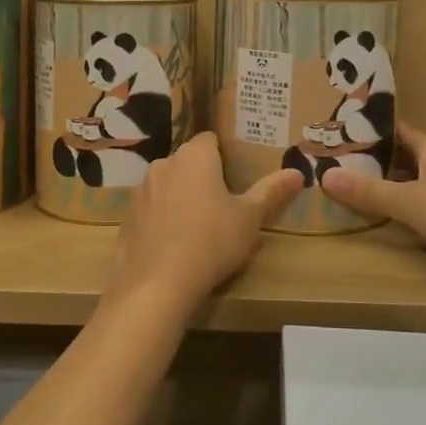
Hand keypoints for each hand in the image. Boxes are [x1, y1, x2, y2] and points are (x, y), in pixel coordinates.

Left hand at [109, 133, 302, 311]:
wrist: (157, 284)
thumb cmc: (211, 242)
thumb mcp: (249, 219)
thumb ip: (272, 192)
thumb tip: (298, 172)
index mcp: (195, 156)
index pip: (210, 139)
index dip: (224, 154)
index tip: (237, 174)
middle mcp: (164, 164)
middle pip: (188, 162)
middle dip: (203, 176)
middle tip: (224, 202)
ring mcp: (141, 191)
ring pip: (167, 185)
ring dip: (180, 196)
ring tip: (199, 225)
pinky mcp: (127, 217)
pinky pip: (150, 210)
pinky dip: (161, 219)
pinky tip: (174, 244)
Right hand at [321, 124, 425, 279]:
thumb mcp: (412, 203)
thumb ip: (371, 192)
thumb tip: (325, 176)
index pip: (395, 130)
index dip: (368, 129)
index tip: (338, 130)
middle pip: (402, 155)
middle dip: (373, 158)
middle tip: (336, 162)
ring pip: (414, 179)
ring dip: (389, 182)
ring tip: (355, 187)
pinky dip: (406, 203)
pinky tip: (391, 215)